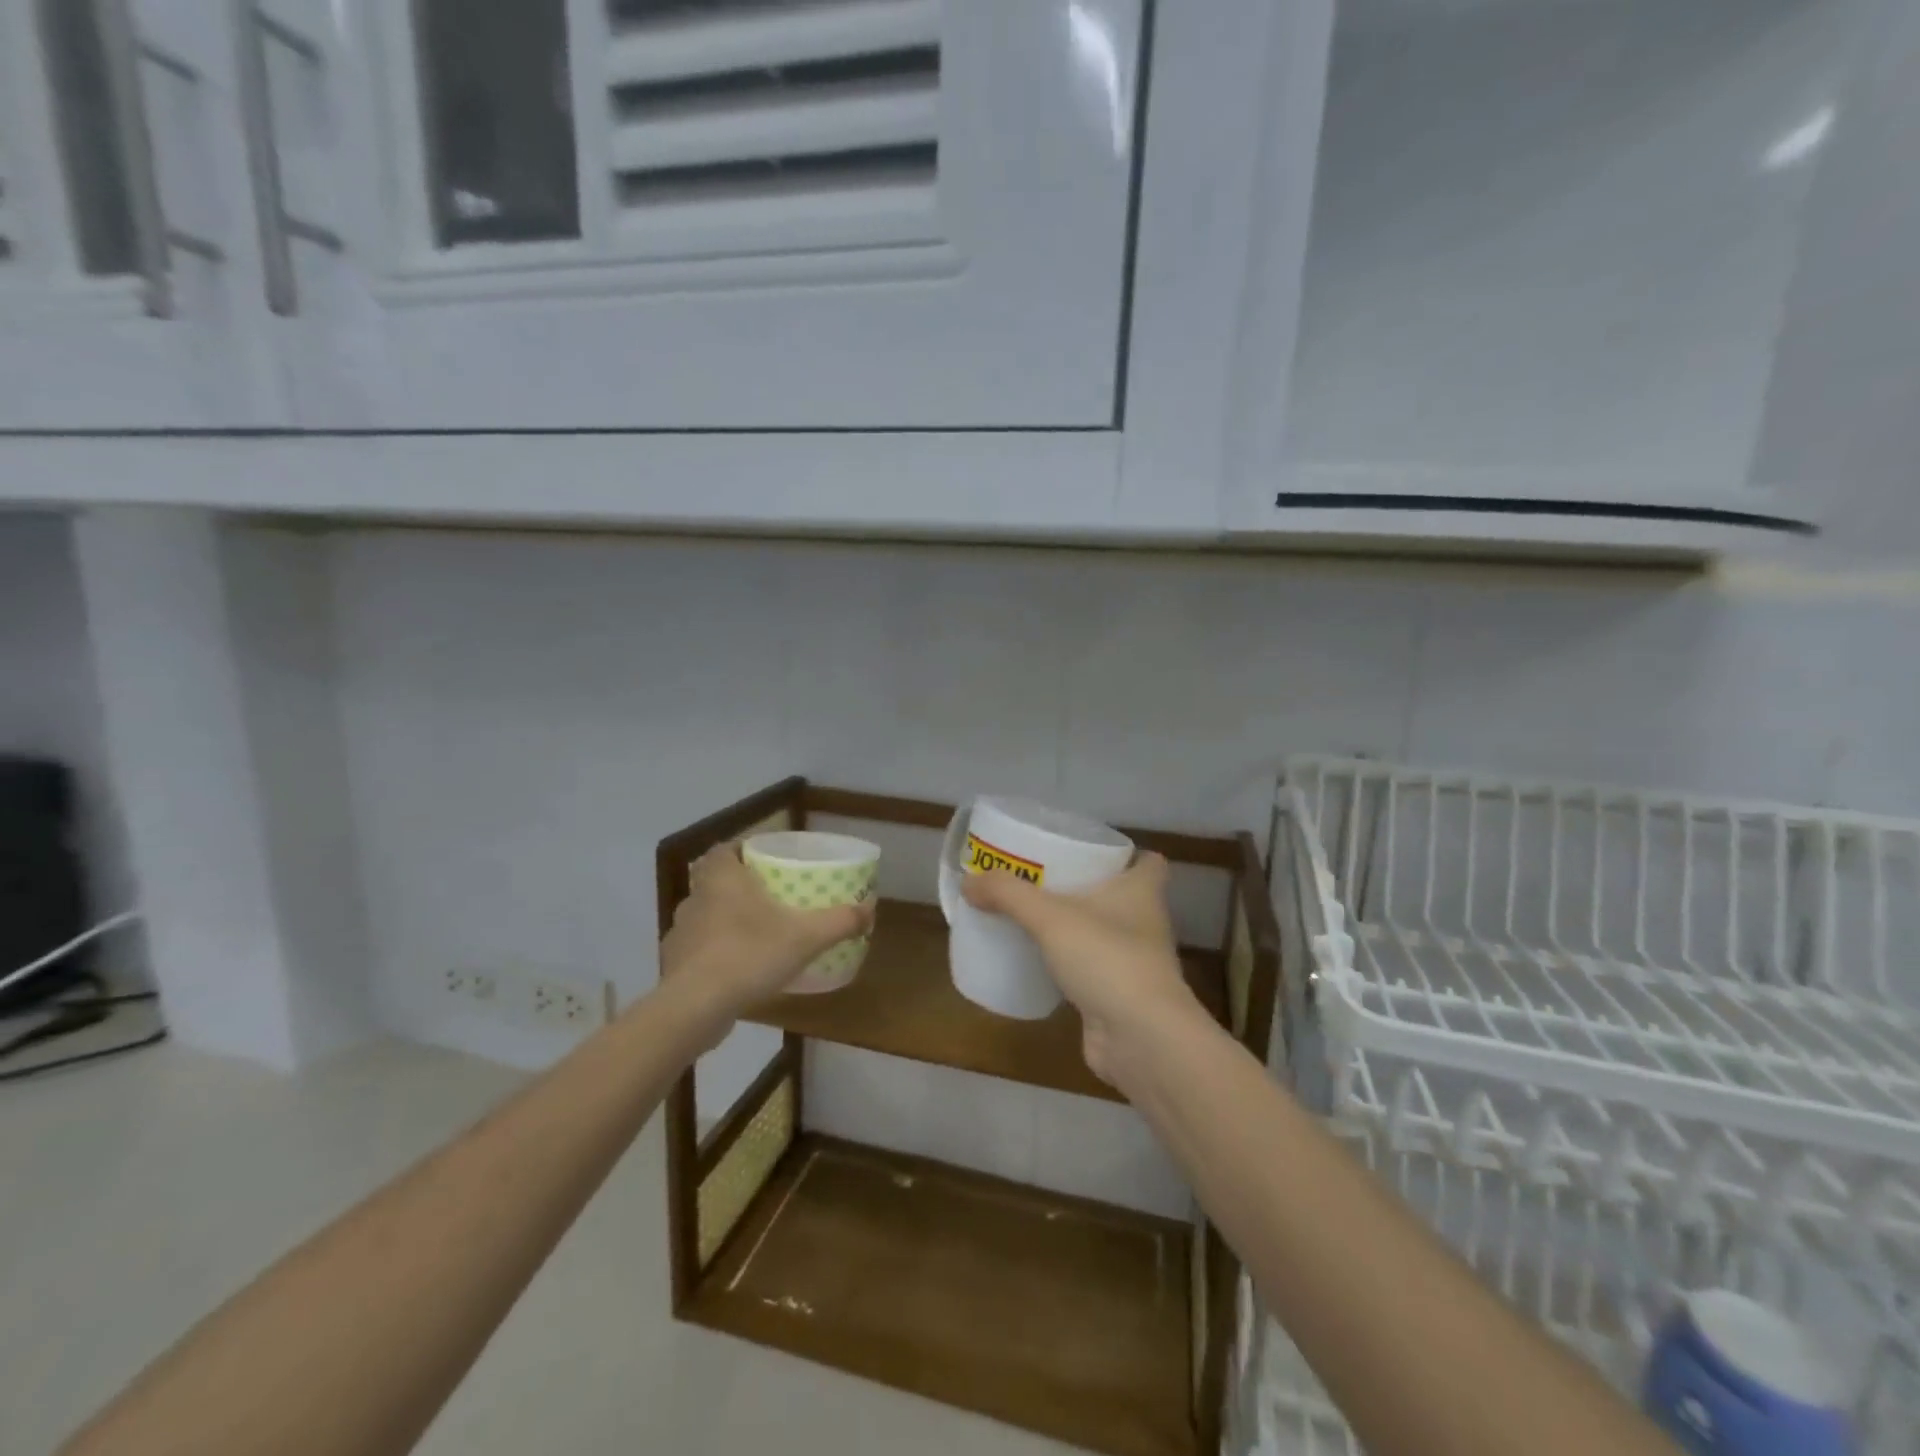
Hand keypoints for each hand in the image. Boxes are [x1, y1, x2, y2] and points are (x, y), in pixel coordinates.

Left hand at [662, 843, 875, 1028]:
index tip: (767, 862)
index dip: (744, 851)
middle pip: (716, 881)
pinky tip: (737, 971)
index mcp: (722, 878)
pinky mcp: (674, 965)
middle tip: (770, 898)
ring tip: (757, 936)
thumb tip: (871, 908)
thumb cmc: (748, 955)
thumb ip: (839, 921)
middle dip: (740, 888)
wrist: (693, 1008)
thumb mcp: (806, 937)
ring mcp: (680, 932)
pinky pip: (699, 950)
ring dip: (727, 922)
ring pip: (706, 916)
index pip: (726, 849)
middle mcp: (696, 897)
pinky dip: (715, 954)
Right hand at [961, 853, 1199, 1083]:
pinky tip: (1038, 962)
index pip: (1149, 862)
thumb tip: (968, 881)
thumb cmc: (1107, 959)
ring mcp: (1134, 962)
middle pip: (1121, 894)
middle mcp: (1145, 922)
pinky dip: (1069, 964)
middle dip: (1087, 886)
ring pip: (1104, 932)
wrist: (1140, 1039)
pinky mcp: (1118, 994)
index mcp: (1142, 891)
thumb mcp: (1050, 917)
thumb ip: (1007, 894)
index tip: (1089, 851)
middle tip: (1044, 879)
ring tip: (1034, 916)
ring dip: (1076, 926)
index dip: (1125, 854)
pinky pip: (1091, 968)